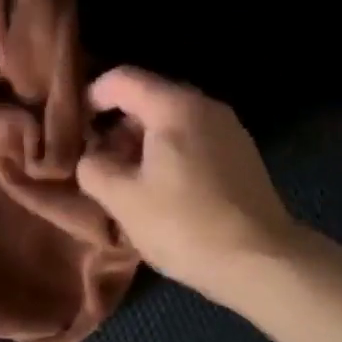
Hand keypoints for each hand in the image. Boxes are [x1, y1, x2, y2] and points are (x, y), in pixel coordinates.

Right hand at [77, 66, 303, 303]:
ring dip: (143, 142)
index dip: (93, 96)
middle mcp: (205, 106)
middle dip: (118, 124)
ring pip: (173, 120)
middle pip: (149, 97)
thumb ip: (93, 168)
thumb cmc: (185, 224)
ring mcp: (229, 129)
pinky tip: (163, 189)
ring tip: (128, 180)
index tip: (77, 128)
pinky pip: (194, 139)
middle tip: (100, 161)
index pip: (122, 79)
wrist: (264, 263)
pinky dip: (170, 152)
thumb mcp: (123, 199)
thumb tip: (92, 158)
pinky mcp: (242, 155)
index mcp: (174, 106)